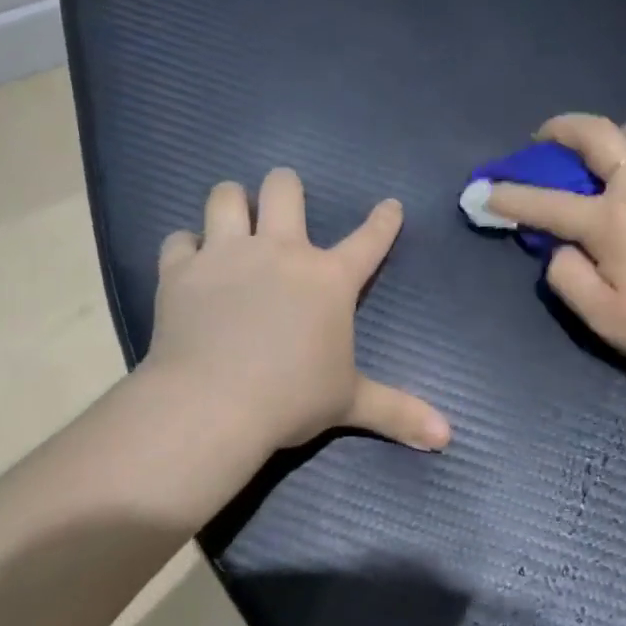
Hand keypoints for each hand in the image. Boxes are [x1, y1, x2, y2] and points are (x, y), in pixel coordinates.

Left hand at [144, 169, 451, 453]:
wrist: (213, 405)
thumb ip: (398, 412)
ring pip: (224, 196)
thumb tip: (448, 437)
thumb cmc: (291, 399)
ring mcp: (226, 255)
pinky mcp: (180, 271)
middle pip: (284, 189)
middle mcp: (280, 252)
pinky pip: (178, 240)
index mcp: (328, 279)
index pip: (369, 240)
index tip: (389, 205)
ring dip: (231, 202)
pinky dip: (185, 247)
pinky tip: (189, 260)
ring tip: (232, 216)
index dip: (384, 221)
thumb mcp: (350, 403)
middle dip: (285, 187)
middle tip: (282, 202)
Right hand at [487, 114, 625, 376]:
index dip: (509, 196)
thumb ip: (568, 278)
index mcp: (611, 220)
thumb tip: (559, 249)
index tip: (484, 190)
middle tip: (548, 136)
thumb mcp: (602, 318)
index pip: (545, 203)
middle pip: (600, 136)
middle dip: (564, 128)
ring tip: (622, 145)